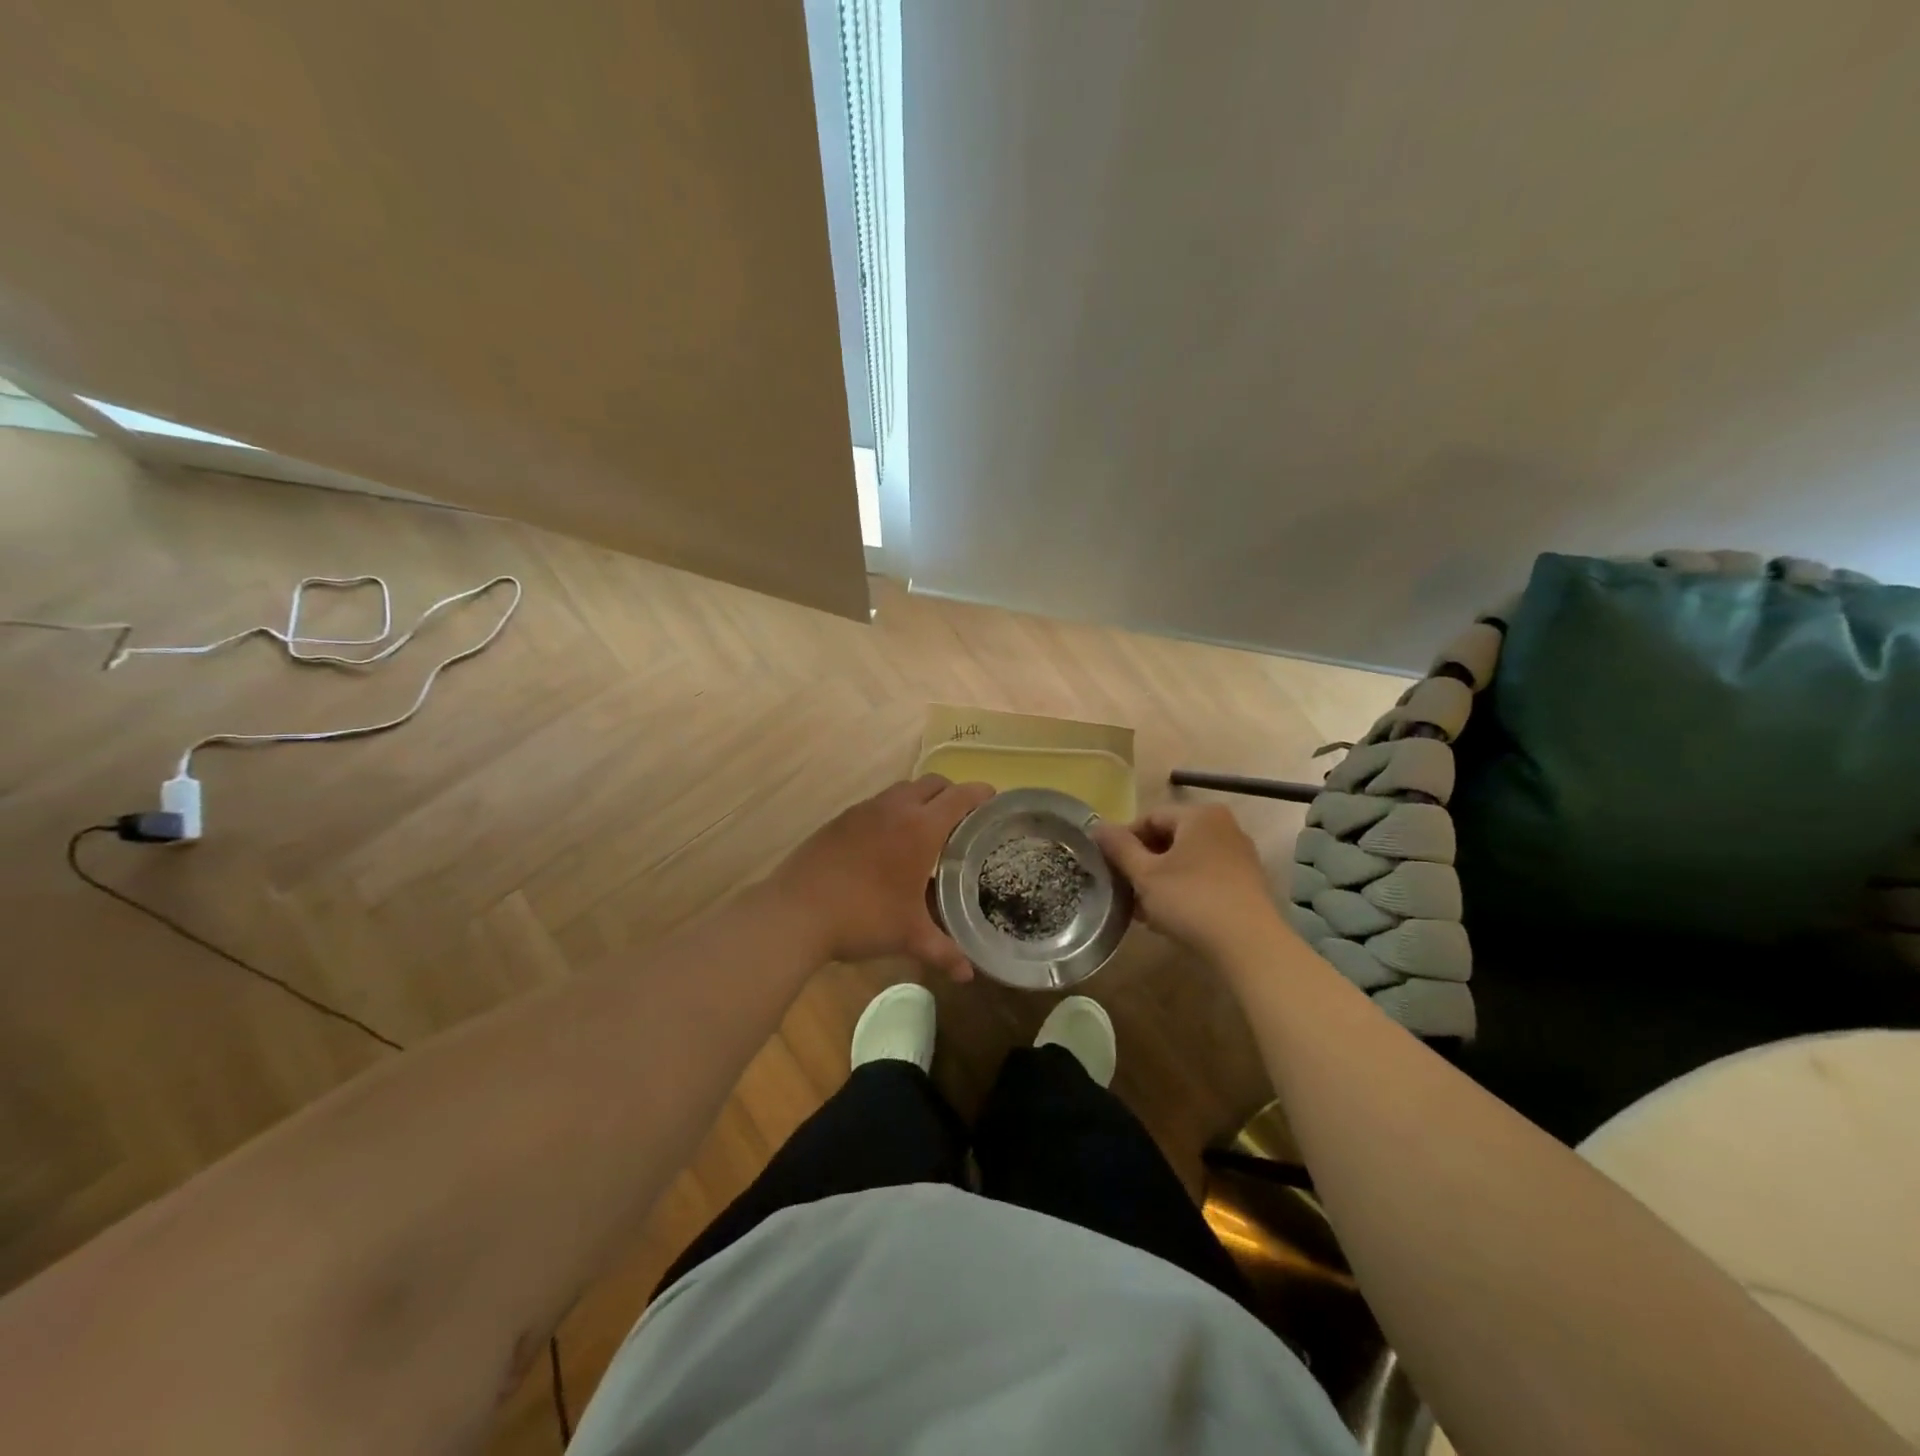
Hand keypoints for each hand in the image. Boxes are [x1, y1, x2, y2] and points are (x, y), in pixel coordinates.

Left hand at [770, 775, 995, 979]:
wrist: (796, 911)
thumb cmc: (863, 918)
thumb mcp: (908, 935)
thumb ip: (943, 951)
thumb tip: (968, 975)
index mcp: (920, 828)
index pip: (960, 796)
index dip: (980, 794)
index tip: (993, 801)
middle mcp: (894, 809)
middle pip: (933, 784)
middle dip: (952, 794)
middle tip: (963, 820)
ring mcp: (863, 810)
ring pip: (902, 790)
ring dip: (920, 801)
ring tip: (926, 832)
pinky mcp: (840, 819)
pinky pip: (877, 804)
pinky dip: (892, 813)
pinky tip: (888, 844)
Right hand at [1092, 802, 1285, 961]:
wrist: (1250, 947)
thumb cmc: (1191, 901)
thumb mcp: (1145, 875)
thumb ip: (1119, 848)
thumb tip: (1097, 827)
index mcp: (1199, 815)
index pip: (1149, 818)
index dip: (1123, 840)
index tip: (1107, 866)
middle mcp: (1223, 827)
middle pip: (1169, 838)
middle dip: (1142, 863)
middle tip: (1123, 889)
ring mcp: (1238, 855)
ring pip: (1186, 861)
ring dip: (1160, 880)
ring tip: (1141, 908)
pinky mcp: (1246, 883)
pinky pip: (1204, 877)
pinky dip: (1182, 890)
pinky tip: (1167, 917)